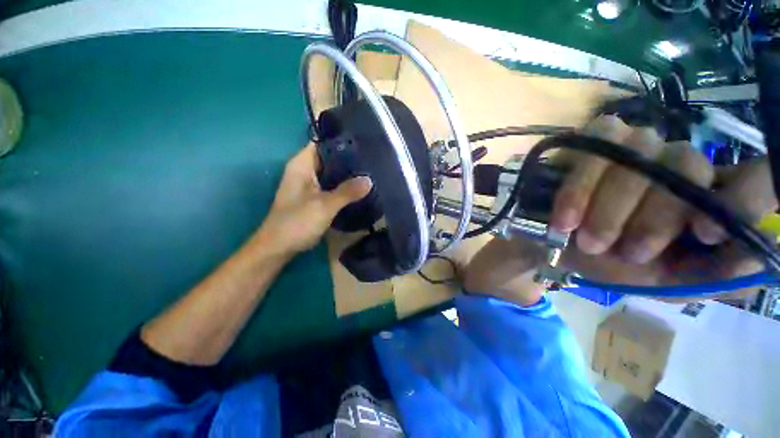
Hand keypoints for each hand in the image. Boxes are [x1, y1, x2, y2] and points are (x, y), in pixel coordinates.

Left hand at [256, 144, 371, 255]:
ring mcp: (309, 185)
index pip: (322, 143)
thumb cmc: (297, 222)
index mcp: (302, 165)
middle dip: (349, 159)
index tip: (363, 143)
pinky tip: (358, 189)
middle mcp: (305, 171)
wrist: (279, 247)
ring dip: (347, 174)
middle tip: (372, 160)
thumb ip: (347, 192)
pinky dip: (343, 186)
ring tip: (370, 172)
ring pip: (331, 173)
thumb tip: (369, 180)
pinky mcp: (314, 198)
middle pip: (329, 158)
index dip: (341, 141)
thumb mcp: (324, 205)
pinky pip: (331, 186)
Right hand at [466, 116, 776, 301]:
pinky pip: (596, 147)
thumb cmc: (608, 263)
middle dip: (652, 219)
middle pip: (686, 167)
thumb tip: (760, 254)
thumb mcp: (661, 281)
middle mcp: (677, 160)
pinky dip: (579, 187)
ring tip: (586, 239)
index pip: (753, 176)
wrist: (550, 245)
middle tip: (623, 253)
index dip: (744, 198)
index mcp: (703, 197)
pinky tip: (566, 216)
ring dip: (610, 207)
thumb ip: (709, 274)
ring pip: (640, 156)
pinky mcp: (596, 137)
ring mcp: (636, 141)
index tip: (706, 234)